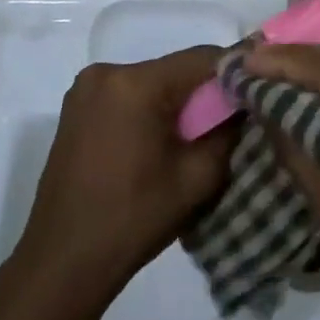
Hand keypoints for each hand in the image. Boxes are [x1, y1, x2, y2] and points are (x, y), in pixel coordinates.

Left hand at [13, 48, 230, 308]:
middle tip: (227, 124)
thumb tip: (243, 105)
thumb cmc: (134, 219)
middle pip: (175, 69)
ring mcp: (86, 89)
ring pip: (152, 81)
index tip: (255, 94)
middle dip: (203, 92)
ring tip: (193, 138)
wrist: (63, 261)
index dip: (234, 73)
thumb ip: (227, 131)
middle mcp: (107, 72)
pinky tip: (158, 143)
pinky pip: (128, 95)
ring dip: (176, 102)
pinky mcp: (76, 108)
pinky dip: (149, 109)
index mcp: (136, 84)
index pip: (202, 58)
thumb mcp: (198, 177)